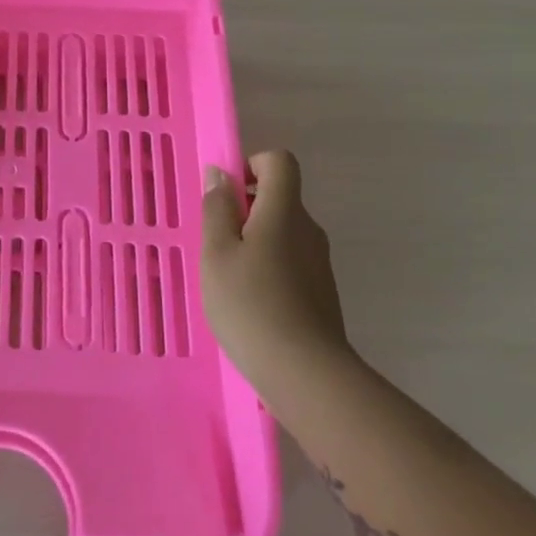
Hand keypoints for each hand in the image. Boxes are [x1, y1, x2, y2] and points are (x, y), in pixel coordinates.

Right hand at [201, 150, 350, 379]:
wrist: (305, 373)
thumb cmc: (250, 305)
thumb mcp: (217, 253)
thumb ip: (217, 209)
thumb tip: (221, 173)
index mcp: (285, 211)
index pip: (279, 161)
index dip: (250, 165)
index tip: (225, 195)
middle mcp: (308, 229)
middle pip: (280, 197)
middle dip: (245, 208)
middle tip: (215, 241)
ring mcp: (319, 262)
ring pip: (283, 232)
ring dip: (253, 240)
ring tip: (227, 277)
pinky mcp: (320, 290)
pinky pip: (289, 260)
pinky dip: (267, 267)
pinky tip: (248, 301)